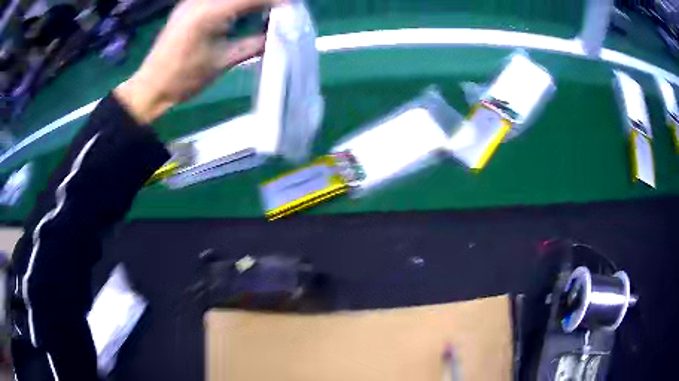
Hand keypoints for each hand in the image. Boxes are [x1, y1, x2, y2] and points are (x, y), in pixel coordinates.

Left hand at [115, 0, 280, 123]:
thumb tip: (277, 34)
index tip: (294, 8)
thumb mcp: (223, 62)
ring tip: (266, 12)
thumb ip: (254, 43)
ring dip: (250, 3)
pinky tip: (244, 11)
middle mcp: (201, 0)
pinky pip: (218, 0)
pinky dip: (236, 4)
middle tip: (281, 10)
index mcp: (209, 13)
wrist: (151, 87)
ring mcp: (193, 1)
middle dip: (264, 1)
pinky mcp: (189, 5)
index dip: (277, 2)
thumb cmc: (184, 79)